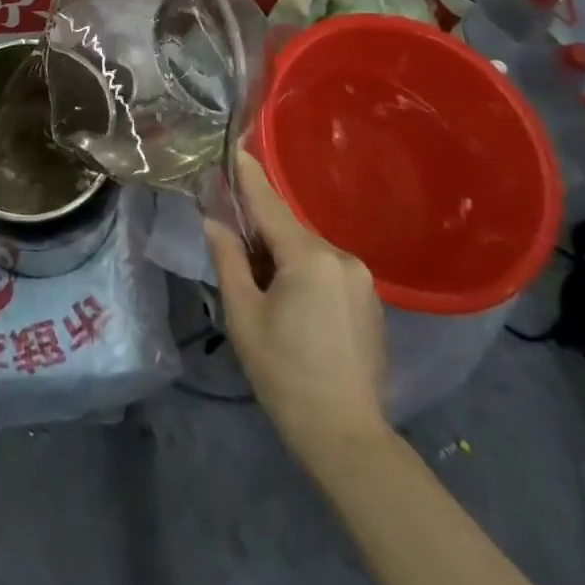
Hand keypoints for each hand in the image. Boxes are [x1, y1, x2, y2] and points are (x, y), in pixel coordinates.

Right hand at [205, 156, 389, 460]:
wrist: (347, 438)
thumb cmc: (284, 373)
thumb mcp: (243, 314)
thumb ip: (227, 258)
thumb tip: (214, 220)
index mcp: (309, 256)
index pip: (268, 203)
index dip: (247, 175)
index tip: (233, 146)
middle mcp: (341, 257)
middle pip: (287, 229)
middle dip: (258, 230)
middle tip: (230, 242)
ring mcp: (361, 279)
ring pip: (306, 250)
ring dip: (280, 255)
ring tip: (259, 286)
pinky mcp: (370, 302)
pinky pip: (326, 270)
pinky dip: (302, 272)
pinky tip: (290, 304)